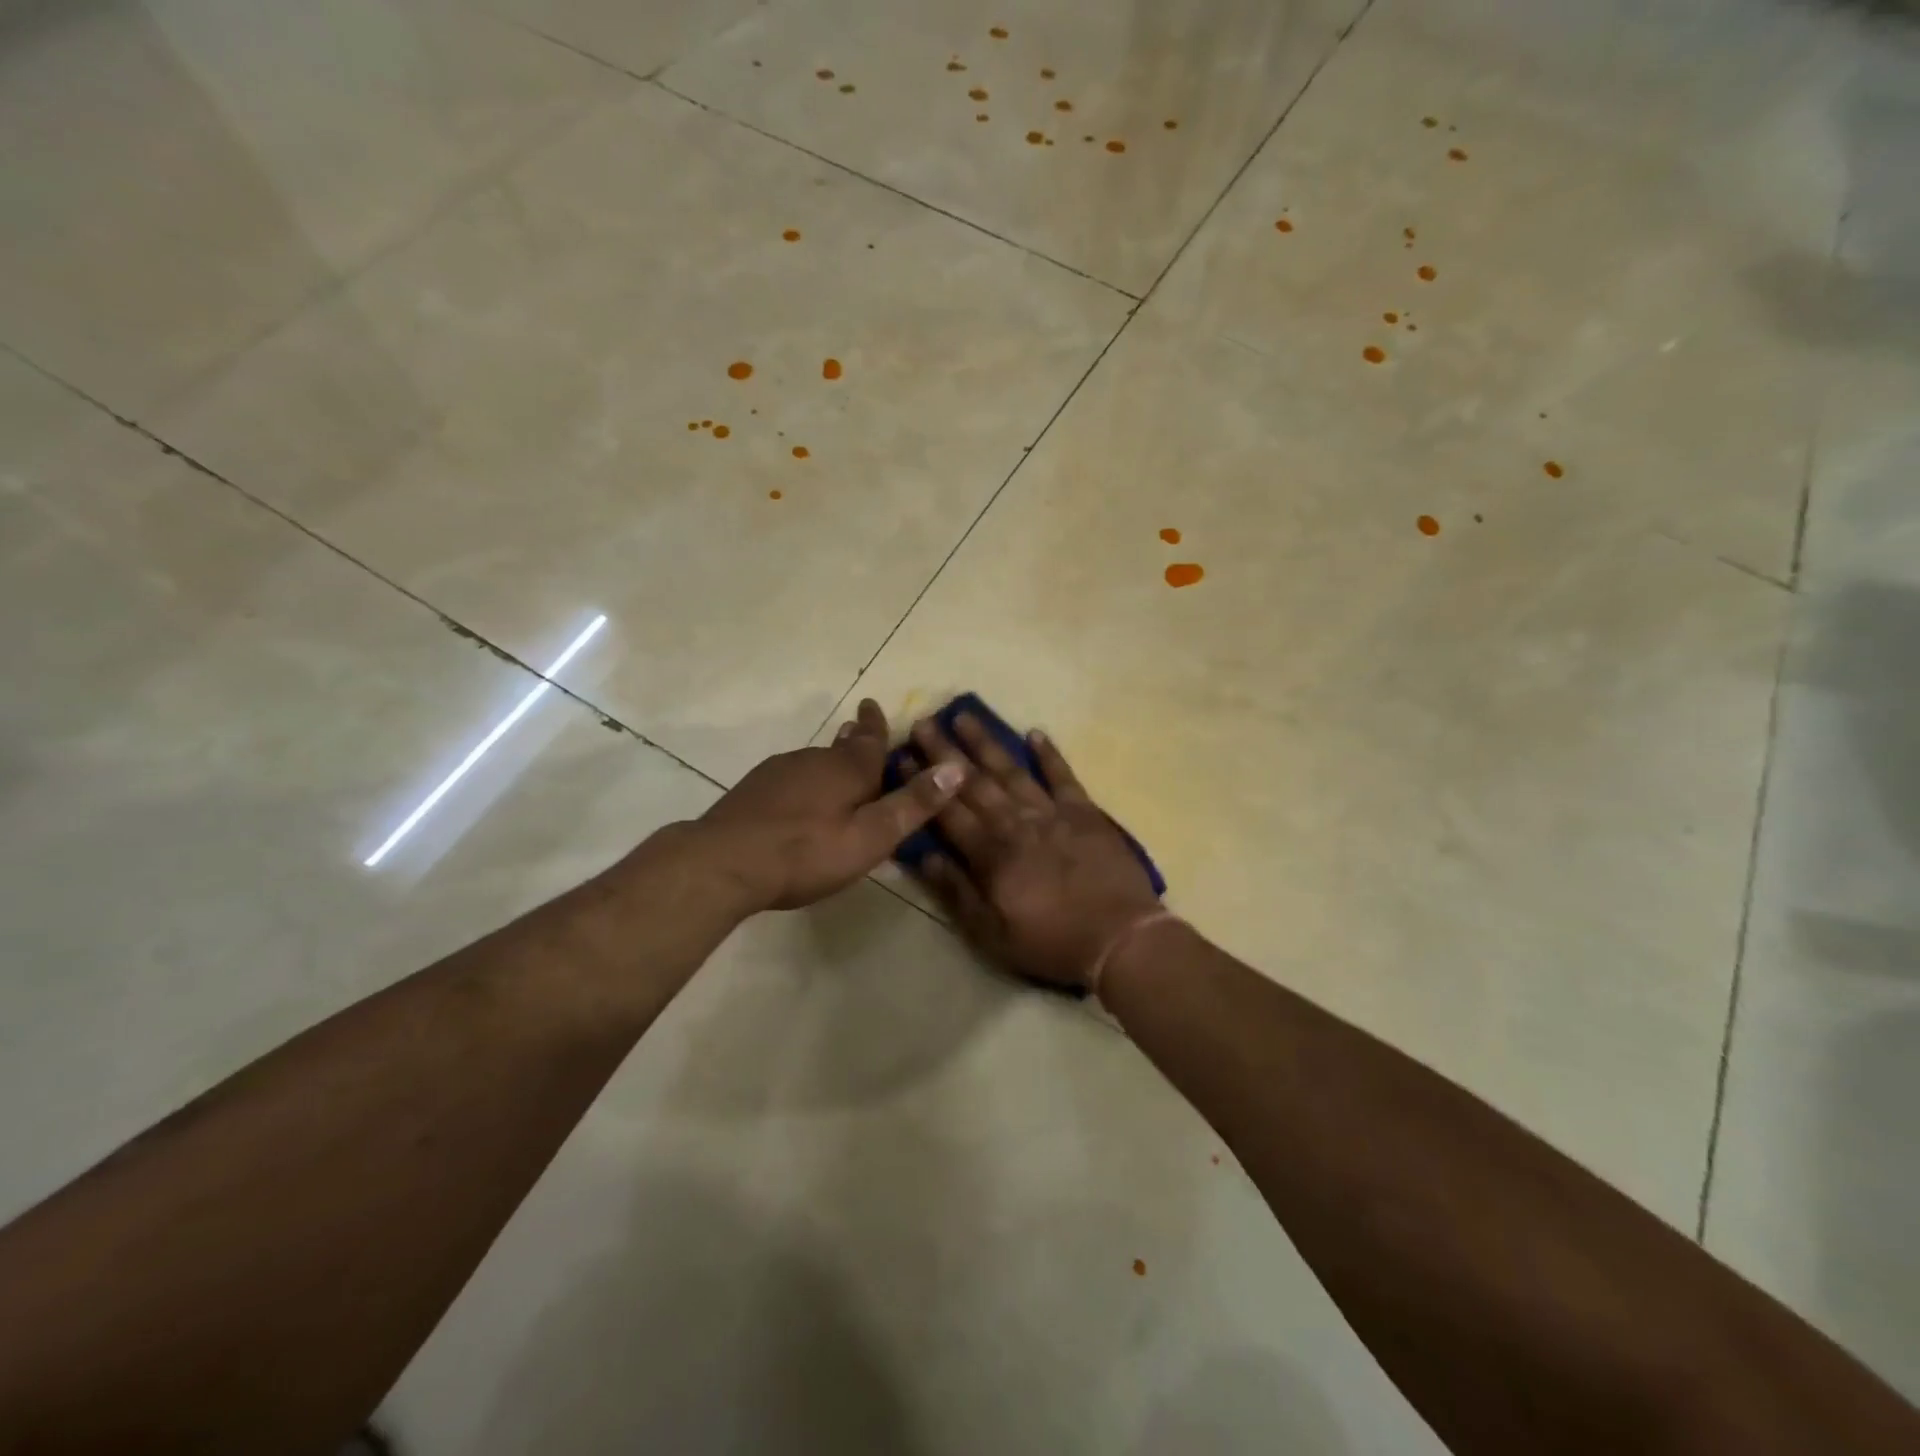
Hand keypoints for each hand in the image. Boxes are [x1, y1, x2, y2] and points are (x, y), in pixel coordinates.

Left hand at [695, 699, 965, 911]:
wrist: (723, 862)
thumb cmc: (806, 852)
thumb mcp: (871, 837)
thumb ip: (912, 804)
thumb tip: (957, 767)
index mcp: (848, 768)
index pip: (871, 737)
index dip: (876, 723)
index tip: (873, 704)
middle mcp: (814, 759)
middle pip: (842, 748)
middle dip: (855, 744)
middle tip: (863, 740)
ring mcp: (779, 772)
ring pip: (814, 763)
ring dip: (829, 766)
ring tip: (838, 779)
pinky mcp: (754, 790)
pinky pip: (790, 779)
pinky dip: (803, 786)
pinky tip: (799, 805)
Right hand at [910, 714, 1160, 989]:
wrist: (1120, 939)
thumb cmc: (1051, 942)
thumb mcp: (992, 934)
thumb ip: (957, 892)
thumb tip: (926, 855)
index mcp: (991, 854)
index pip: (947, 811)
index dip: (922, 784)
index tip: (901, 755)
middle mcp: (1016, 823)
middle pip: (974, 783)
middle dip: (945, 752)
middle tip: (924, 721)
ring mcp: (1052, 813)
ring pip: (1012, 771)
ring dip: (986, 743)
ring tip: (965, 715)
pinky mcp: (1085, 812)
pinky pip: (1063, 777)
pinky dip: (1050, 754)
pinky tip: (1035, 732)